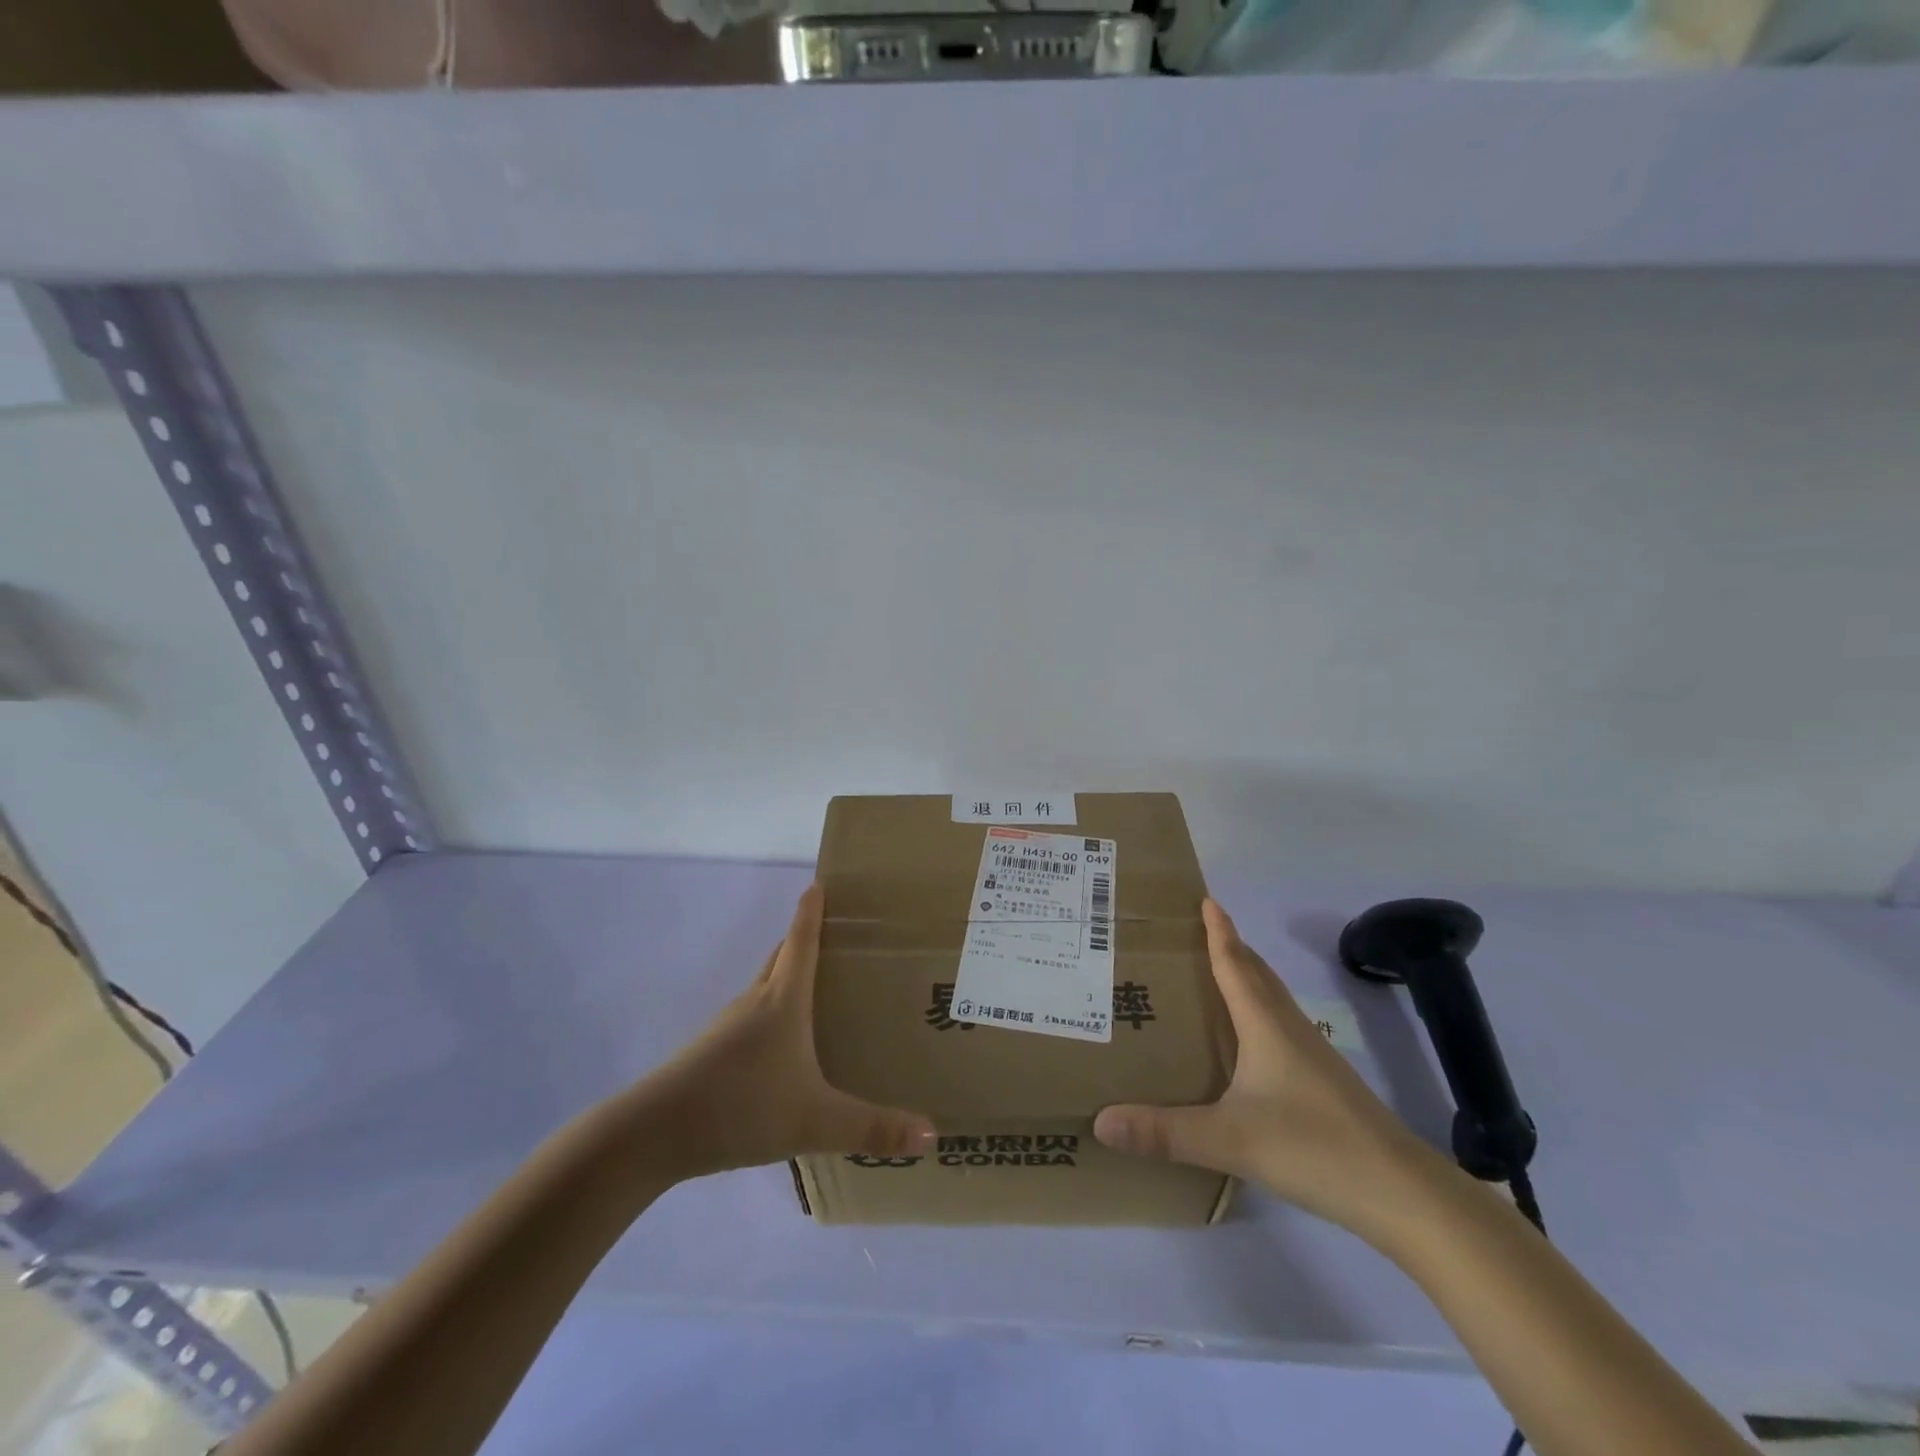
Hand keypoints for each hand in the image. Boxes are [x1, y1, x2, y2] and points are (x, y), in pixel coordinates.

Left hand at [629, 885, 935, 1180]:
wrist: (654, 1134)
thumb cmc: (740, 1107)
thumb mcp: (815, 1121)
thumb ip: (872, 1128)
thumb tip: (933, 1134)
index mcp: (782, 1000)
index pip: (801, 941)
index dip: (811, 911)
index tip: (819, 882)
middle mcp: (756, 1002)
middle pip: (782, 957)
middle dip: (805, 938)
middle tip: (838, 932)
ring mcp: (730, 1026)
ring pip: (766, 986)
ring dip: (790, 975)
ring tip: (821, 986)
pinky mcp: (714, 1051)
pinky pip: (753, 1015)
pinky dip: (774, 1009)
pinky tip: (786, 1042)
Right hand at [1093, 899, 1429, 1234]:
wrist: (1402, 1192)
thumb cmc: (1313, 1147)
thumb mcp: (1229, 1139)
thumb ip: (1164, 1132)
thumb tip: (1101, 1121)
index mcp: (1265, 1024)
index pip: (1235, 963)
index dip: (1219, 931)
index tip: (1205, 899)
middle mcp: (1289, 1028)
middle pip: (1257, 973)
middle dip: (1230, 947)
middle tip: (1197, 933)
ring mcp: (1313, 1054)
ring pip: (1272, 1000)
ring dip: (1246, 978)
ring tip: (1215, 979)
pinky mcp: (1325, 1081)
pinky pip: (1281, 1027)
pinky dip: (1259, 1013)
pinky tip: (1248, 1043)